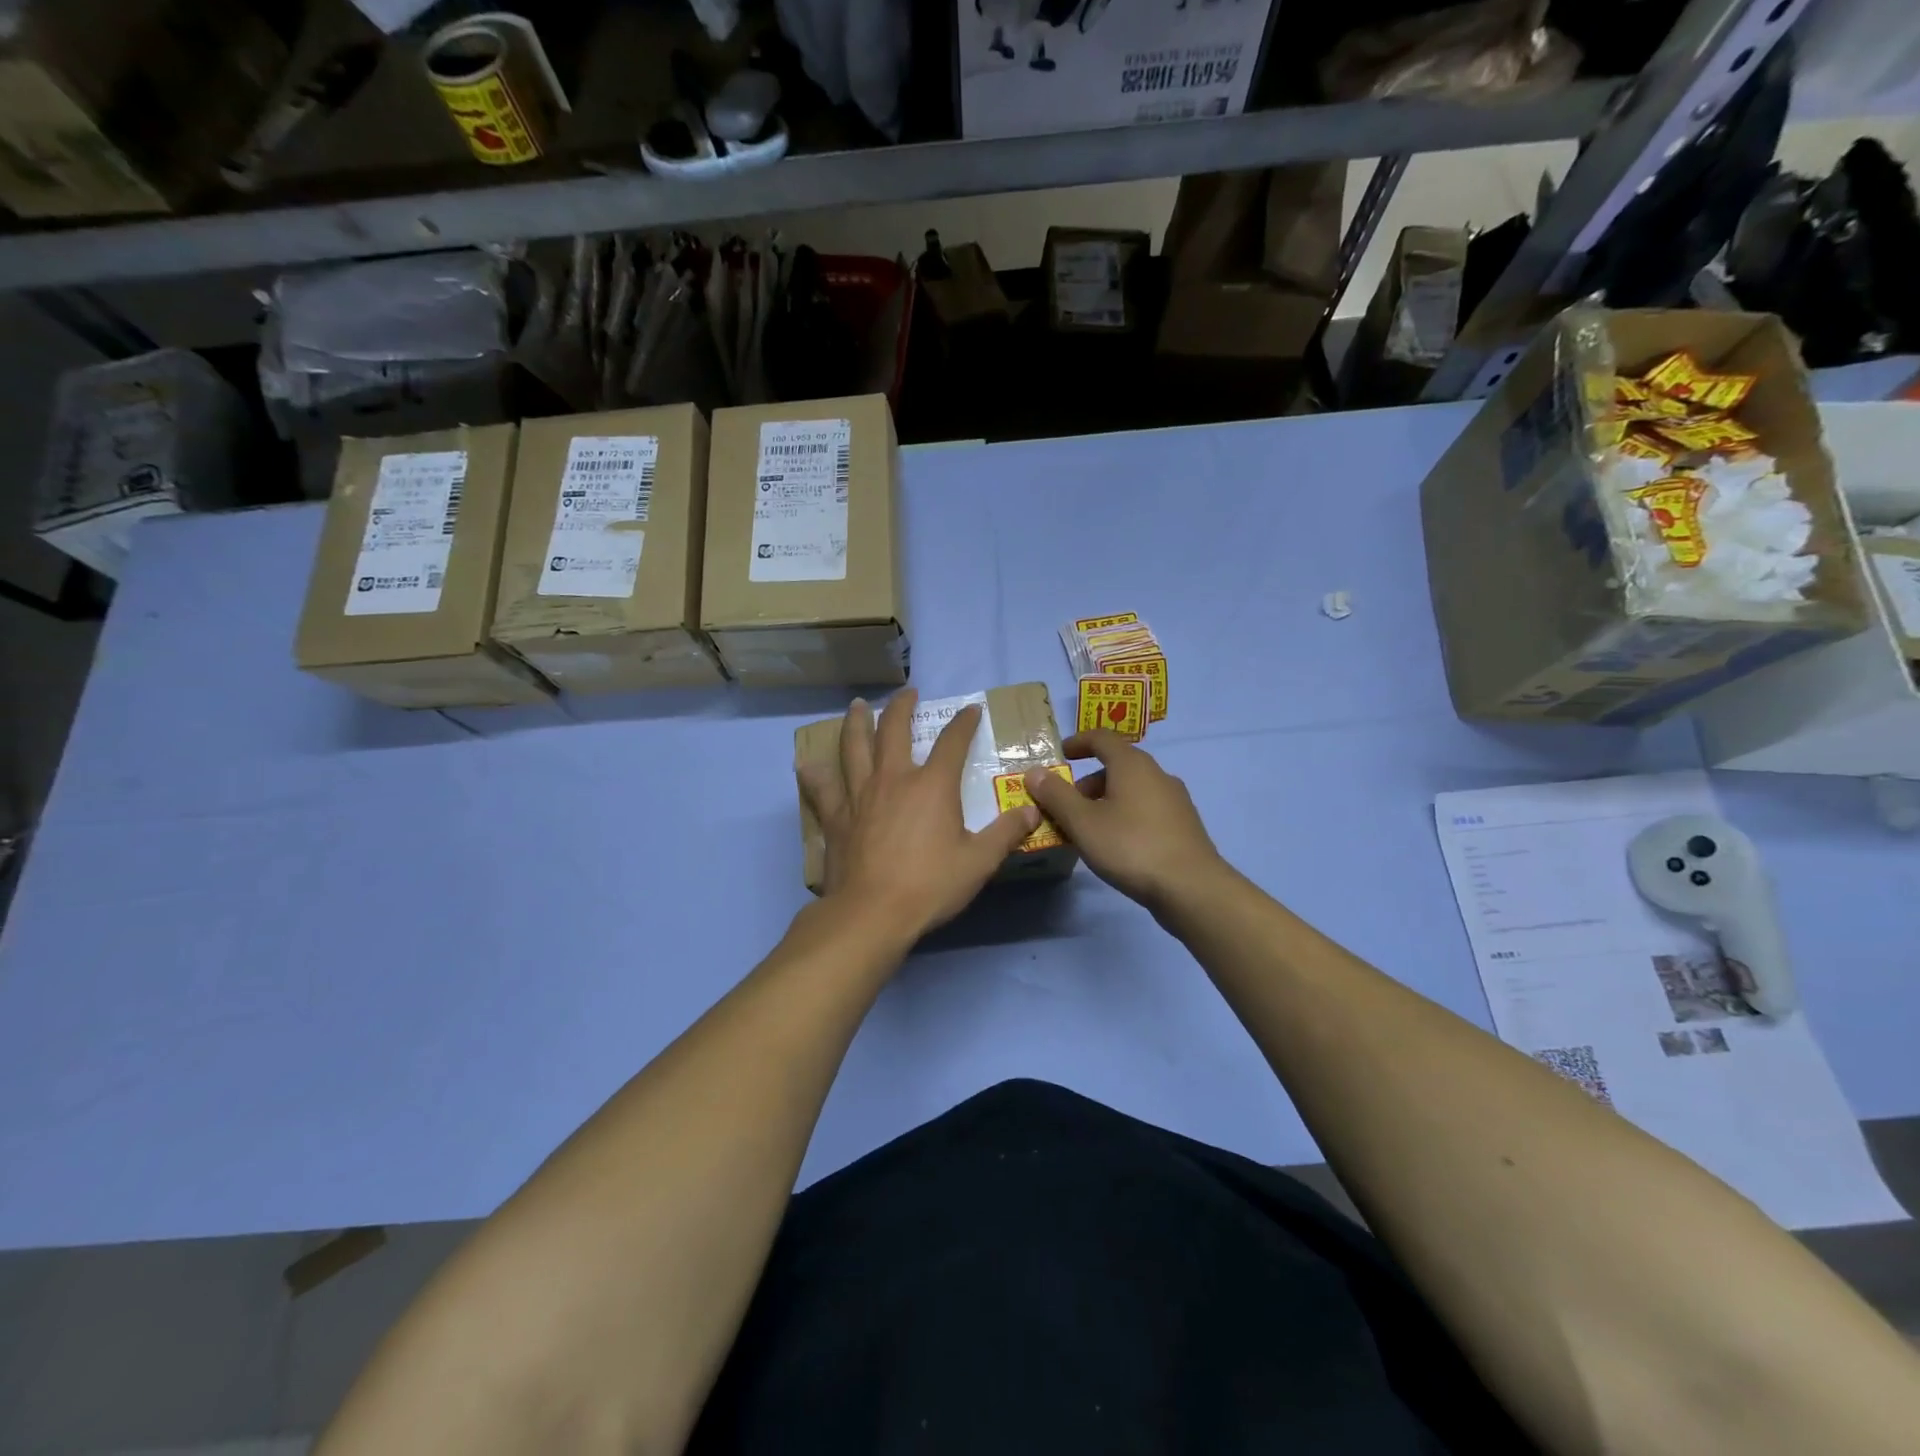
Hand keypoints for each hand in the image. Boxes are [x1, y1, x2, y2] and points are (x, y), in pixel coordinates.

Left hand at [798, 690, 1040, 938]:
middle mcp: (893, 779)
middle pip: (894, 731)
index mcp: (932, 786)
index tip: (972, 710)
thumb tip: (1032, 811)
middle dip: (902, 707)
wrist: (872, 913)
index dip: (964, 723)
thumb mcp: (979, 861)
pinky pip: (822, 789)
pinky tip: (805, 764)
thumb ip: (1006, 833)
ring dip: (856, 723)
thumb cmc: (930, 885)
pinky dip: (814, 775)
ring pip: (854, 748)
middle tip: (907, 693)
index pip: (953, 742)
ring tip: (856, 706)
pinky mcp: (836, 817)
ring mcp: (859, 795)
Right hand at [1024, 731, 1224, 911]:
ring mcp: (1175, 800)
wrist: (1191, 888)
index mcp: (1132, 764)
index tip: (1059, 755)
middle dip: (1087, 782)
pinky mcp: (1183, 825)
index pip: (1101, 738)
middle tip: (1065, 806)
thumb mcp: (1083, 822)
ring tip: (1087, 830)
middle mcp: (1157, 774)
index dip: (1077, 743)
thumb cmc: (1131, 846)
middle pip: (1117, 766)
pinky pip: (1146, 809)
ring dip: (1105, 801)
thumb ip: (1056, 795)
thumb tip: (1035, 772)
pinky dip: (1125, 816)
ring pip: (1132, 790)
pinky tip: (1116, 845)